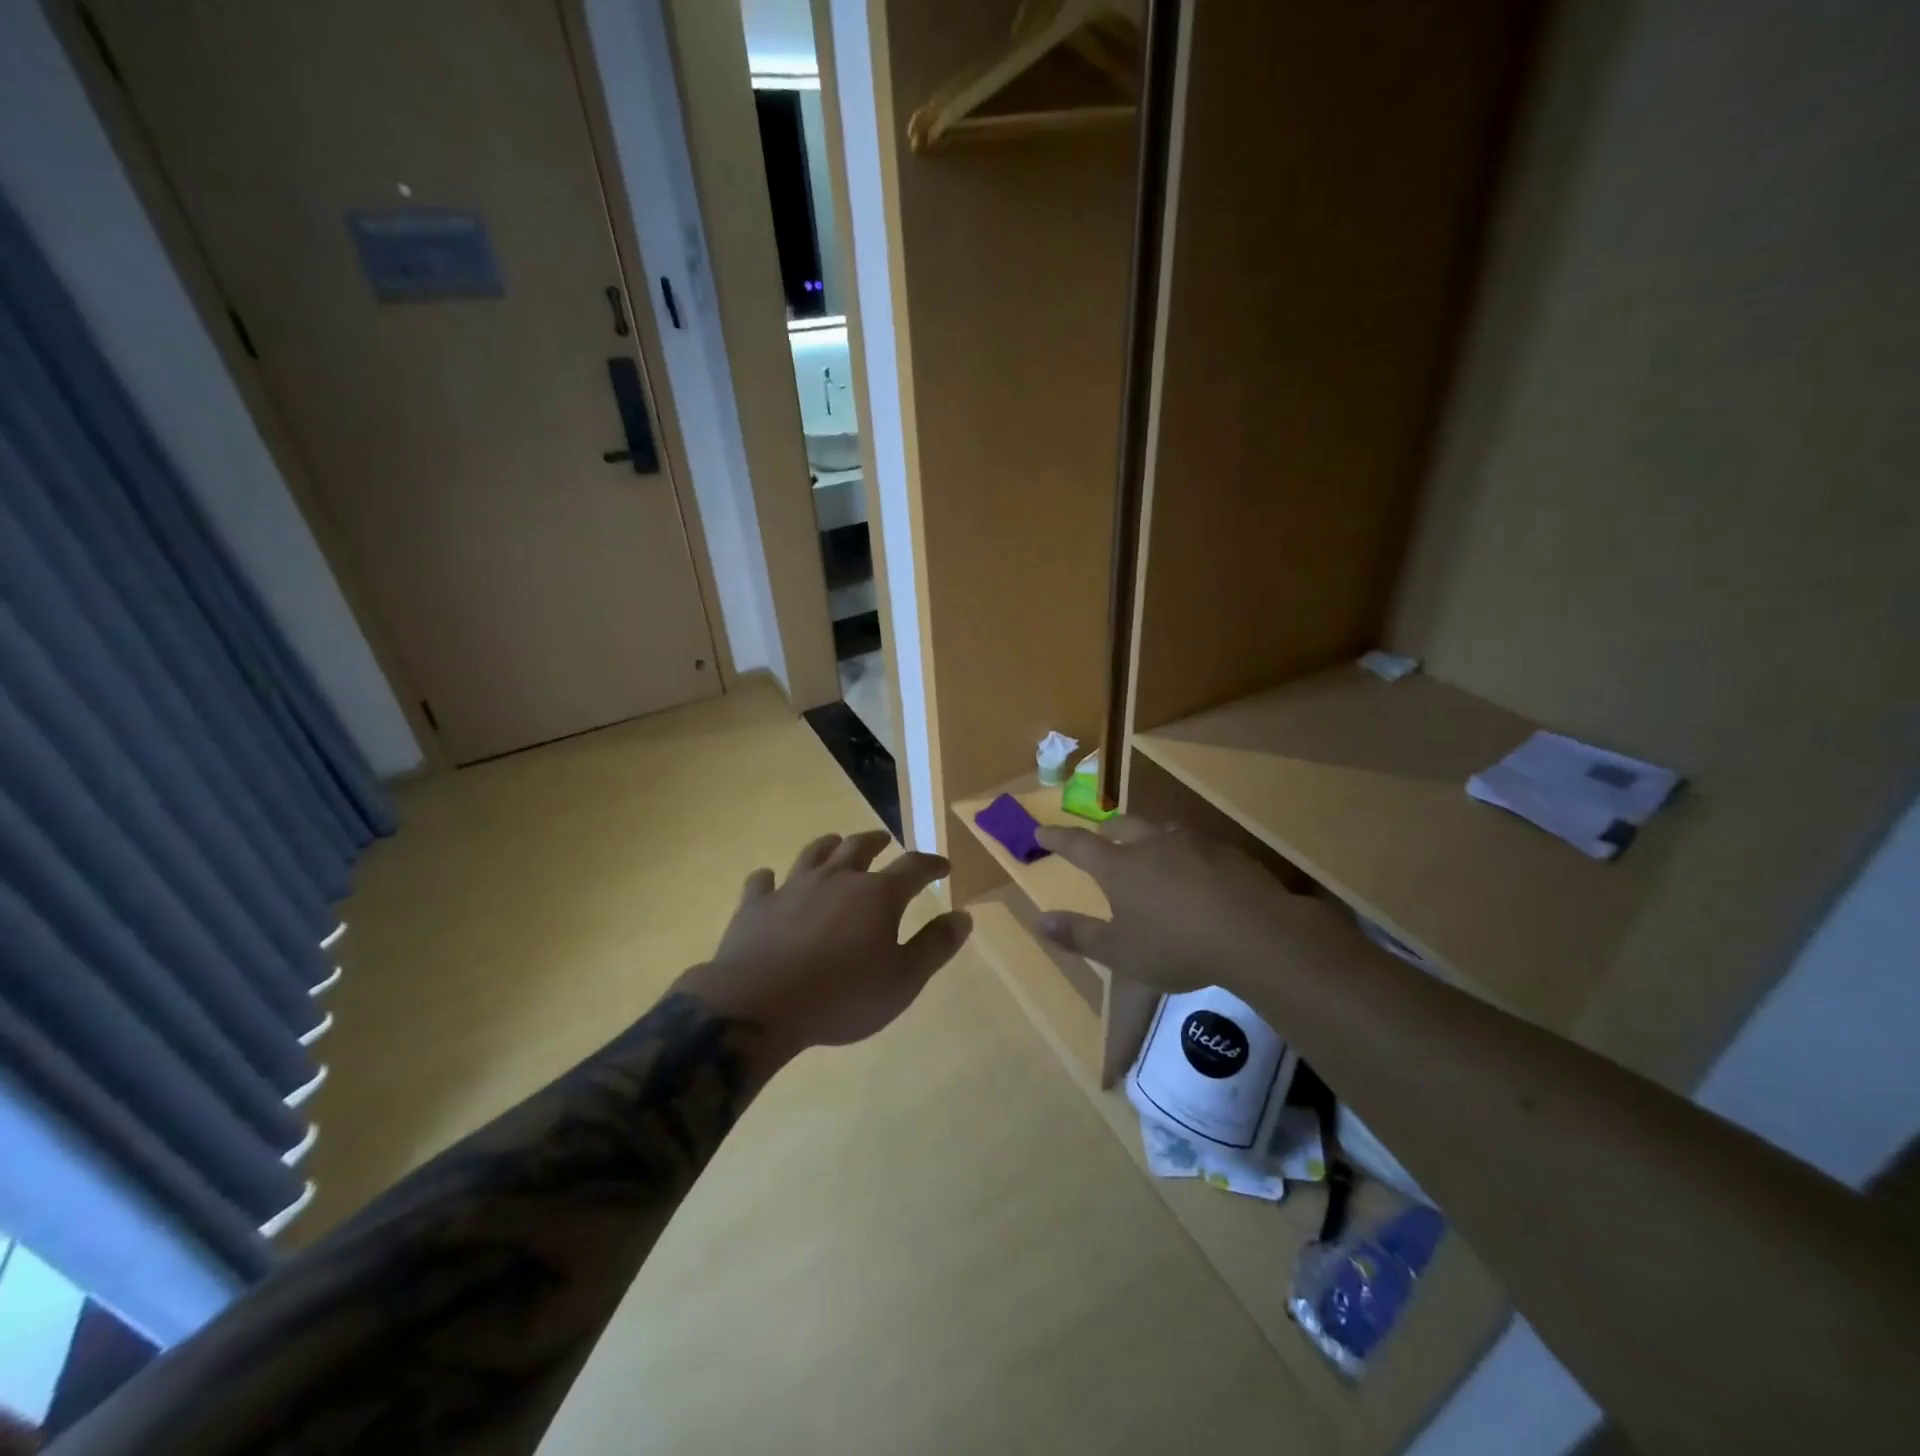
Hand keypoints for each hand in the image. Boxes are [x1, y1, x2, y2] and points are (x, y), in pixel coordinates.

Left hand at [681, 830, 971, 1058]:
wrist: (760, 1004)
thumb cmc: (842, 996)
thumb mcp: (904, 980)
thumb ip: (935, 945)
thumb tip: (963, 915)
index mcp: (877, 895)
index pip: (913, 867)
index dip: (931, 864)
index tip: (943, 865)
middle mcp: (836, 878)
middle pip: (859, 847)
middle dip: (876, 842)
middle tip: (885, 840)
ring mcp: (792, 887)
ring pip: (814, 854)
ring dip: (828, 846)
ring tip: (835, 843)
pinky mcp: (756, 905)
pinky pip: (762, 882)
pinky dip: (769, 879)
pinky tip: (769, 879)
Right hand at [1034, 819, 1346, 994]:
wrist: (1255, 934)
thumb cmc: (1177, 947)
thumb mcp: (1120, 952)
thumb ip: (1079, 935)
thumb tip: (1039, 921)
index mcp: (1121, 867)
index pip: (1079, 845)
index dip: (1058, 838)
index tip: (1041, 831)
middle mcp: (1152, 845)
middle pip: (1123, 826)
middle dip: (1107, 829)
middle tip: (1101, 834)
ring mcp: (1193, 845)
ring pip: (1162, 831)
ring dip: (1149, 836)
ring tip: (1151, 849)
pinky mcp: (1228, 854)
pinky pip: (1198, 846)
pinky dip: (1187, 854)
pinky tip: (1199, 873)